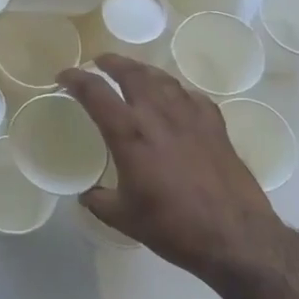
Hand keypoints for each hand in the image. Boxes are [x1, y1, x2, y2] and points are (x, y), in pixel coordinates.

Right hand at [58, 56, 280, 281]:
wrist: (234, 236)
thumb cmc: (173, 227)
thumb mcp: (124, 218)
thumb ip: (99, 201)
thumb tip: (87, 194)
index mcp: (129, 133)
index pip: (95, 92)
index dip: (75, 78)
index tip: (64, 75)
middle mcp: (158, 115)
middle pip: (131, 72)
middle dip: (111, 62)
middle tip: (100, 62)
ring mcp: (190, 117)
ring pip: (163, 78)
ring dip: (143, 70)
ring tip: (134, 72)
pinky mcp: (216, 126)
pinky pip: (191, 96)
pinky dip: (177, 92)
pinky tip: (176, 100)